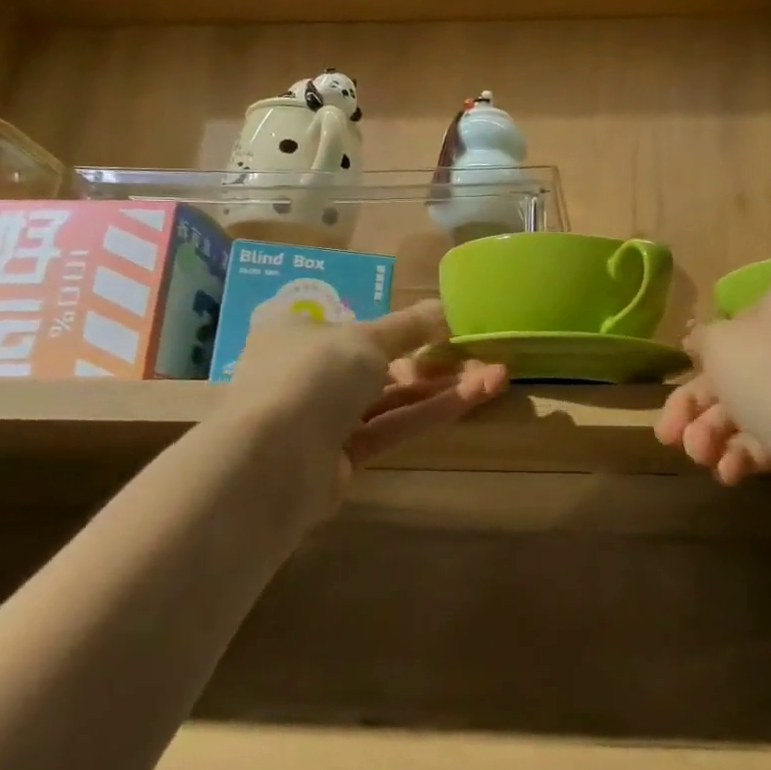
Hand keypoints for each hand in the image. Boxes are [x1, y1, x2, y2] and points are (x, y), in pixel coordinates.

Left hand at [229, 299, 507, 500]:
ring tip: (498, 374)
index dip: (404, 325)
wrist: (272, 462)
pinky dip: (432, 410)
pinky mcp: (344, 455)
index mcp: (298, 332)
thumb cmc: (313, 375)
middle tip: (482, 352)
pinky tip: (477, 395)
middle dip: (435, 358)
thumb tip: (446, 307)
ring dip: (444, 386)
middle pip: (382, 362)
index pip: (356, 324)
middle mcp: (308, 372)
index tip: (446, 325)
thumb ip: (410, 326)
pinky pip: (394, 425)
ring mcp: (325, 417)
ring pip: (393, 396)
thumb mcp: (367, 338)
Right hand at [656, 283, 770, 483]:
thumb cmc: (769, 374)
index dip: (702, 355)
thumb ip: (703, 338)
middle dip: (696, 409)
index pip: (736, 323)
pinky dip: (744, 453)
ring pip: (750, 408)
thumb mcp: (719, 343)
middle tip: (667, 436)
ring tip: (699, 457)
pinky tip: (729, 472)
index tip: (678, 379)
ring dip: (714, 434)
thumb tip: (701, 339)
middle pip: (737, 372)